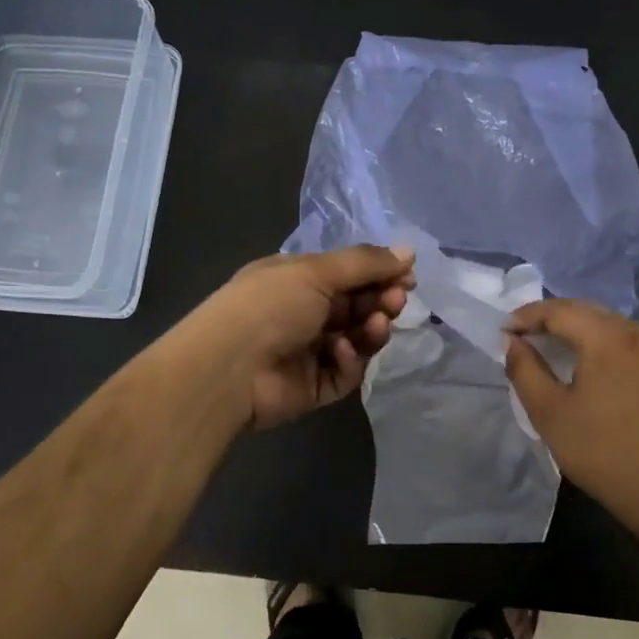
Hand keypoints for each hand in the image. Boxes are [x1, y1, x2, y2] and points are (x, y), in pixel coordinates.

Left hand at [198, 245, 414, 428]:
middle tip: (397, 299)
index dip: (379, 273)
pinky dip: (349, 359)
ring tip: (378, 323)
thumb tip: (409, 251)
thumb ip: (365, 263)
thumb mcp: (316, 271)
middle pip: (357, 305)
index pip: (348, 273)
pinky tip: (341, 350)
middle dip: (380, 300)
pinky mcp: (315, 387)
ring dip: (371, 329)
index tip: (408, 275)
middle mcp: (303, 313)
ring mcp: (309, 351)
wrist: (229, 369)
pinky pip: (345, 371)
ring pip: (357, 339)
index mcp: (297, 279)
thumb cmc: (269, 306)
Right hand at [505, 299, 638, 530]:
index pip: (558, 311)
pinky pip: (620, 338)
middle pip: (582, 310)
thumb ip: (524, 369)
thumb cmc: (601, 451)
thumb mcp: (549, 412)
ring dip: (571, 328)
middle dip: (547, 318)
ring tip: (544, 345)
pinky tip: (580, 359)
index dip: (525, 317)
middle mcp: (634, 331)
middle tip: (518, 336)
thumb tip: (512, 341)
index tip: (501, 331)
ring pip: (603, 322)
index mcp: (607, 337)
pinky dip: (594, 340)